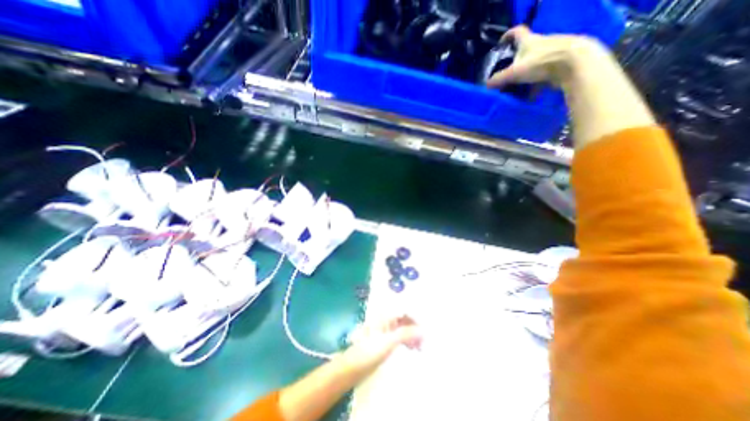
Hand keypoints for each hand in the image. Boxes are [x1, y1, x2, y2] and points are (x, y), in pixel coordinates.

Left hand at [341, 314, 419, 376]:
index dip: (416, 318)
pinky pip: (400, 336)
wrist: (353, 367)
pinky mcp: (385, 340)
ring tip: (420, 347)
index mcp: (386, 316)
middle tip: (424, 342)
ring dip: (412, 335)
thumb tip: (423, 330)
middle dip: (415, 328)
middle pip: (405, 319)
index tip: (425, 330)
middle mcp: (386, 320)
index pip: (405, 311)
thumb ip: (405, 334)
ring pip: (403, 328)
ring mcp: (386, 330)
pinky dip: (407, 340)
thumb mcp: (388, 342)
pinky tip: (412, 348)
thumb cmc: (369, 351)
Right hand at [486, 25, 600, 87]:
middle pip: (526, 49)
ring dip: (528, 73)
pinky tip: (534, 93)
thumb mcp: (515, 72)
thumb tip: (487, 85)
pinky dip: (538, 81)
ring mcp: (553, 50)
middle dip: (517, 60)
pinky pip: (545, 71)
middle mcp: (541, 42)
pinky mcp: (561, 61)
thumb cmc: (542, 62)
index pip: (516, 32)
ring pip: (536, 61)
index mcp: (529, 41)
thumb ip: (500, 79)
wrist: (574, 63)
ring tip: (520, 86)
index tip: (501, 42)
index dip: (507, 35)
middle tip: (508, 72)